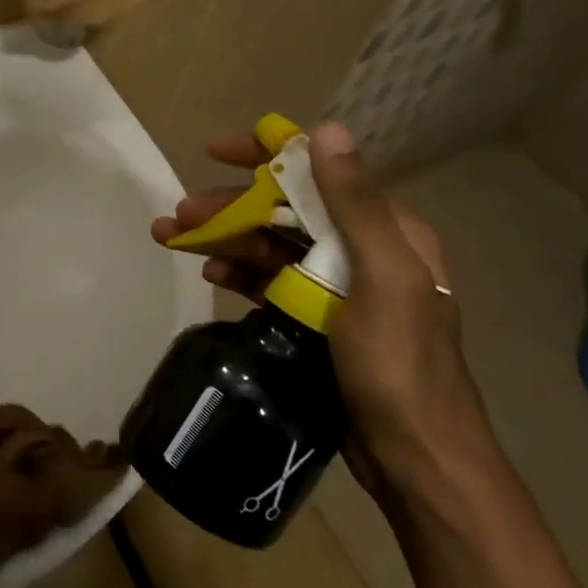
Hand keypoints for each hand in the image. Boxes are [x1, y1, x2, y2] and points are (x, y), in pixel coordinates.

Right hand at [153, 121, 493, 497]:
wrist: (415, 457)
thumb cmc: (400, 364)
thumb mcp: (383, 278)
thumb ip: (356, 204)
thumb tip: (329, 130)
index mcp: (387, 232)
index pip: (319, 173)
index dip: (266, 155)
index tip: (214, 151)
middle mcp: (362, 250)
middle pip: (284, 211)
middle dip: (228, 207)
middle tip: (177, 215)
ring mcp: (336, 286)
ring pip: (270, 245)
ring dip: (223, 238)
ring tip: (172, 240)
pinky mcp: (316, 317)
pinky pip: (268, 281)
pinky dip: (237, 272)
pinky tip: (209, 274)